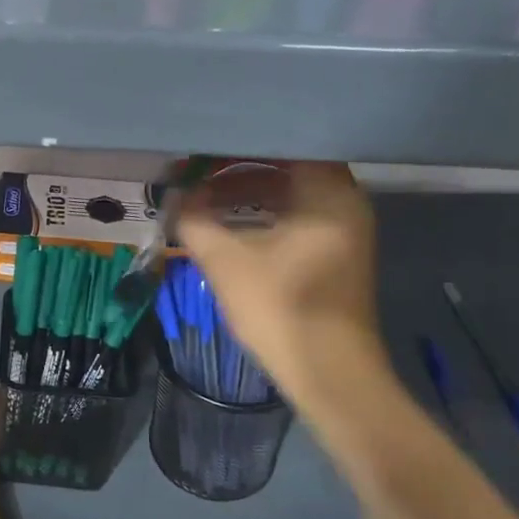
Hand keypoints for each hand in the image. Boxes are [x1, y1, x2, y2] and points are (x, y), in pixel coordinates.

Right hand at [177, 162, 384, 400]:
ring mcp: (344, 228)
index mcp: (328, 192)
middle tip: (197, 170)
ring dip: (246, 193)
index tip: (204, 146)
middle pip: (286, 166)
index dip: (239, 144)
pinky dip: (263, 214)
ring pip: (290, 193)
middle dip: (237, 168)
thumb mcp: (225, 260)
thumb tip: (174, 197)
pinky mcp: (336, 253)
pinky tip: (228, 224)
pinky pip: (296, 215)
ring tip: (203, 198)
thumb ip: (194, 219)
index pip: (283, 143)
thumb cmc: (281, 308)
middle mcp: (344, 201)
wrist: (329, 375)